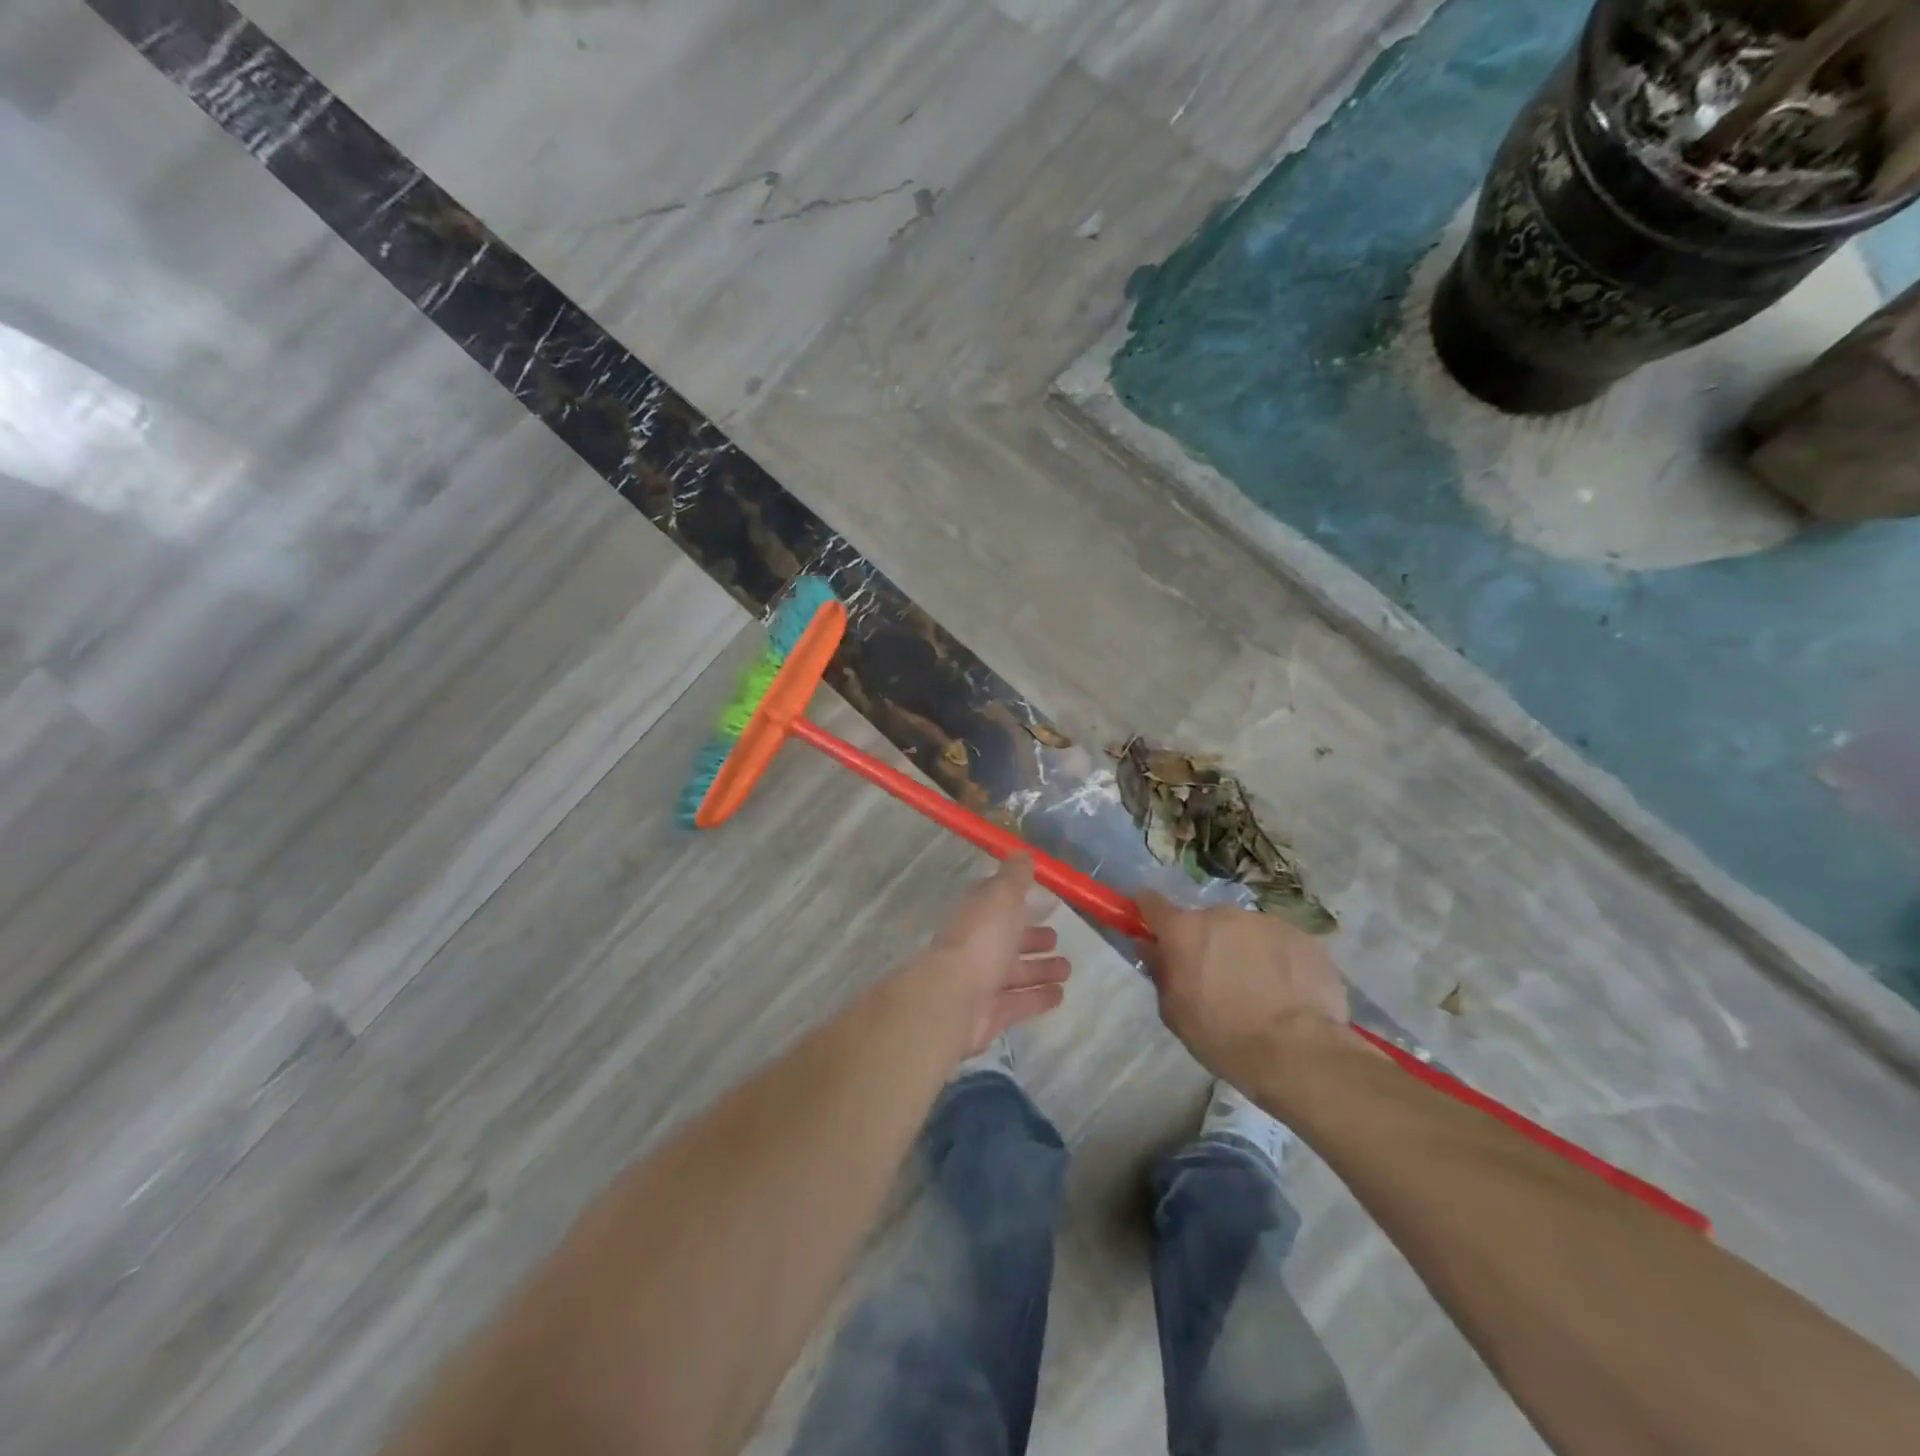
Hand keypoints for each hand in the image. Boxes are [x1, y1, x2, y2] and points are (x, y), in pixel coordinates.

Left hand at [929, 857, 1072, 1053]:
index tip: (1040, 898)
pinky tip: (1061, 995)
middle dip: (1031, 938)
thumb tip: (1022, 853)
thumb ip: (1014, 876)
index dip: (1015, 899)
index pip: (995, 903)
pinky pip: (1019, 1002)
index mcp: (976, 916)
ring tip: (1067, 968)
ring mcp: (982, 981)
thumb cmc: (981, 939)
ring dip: (1040, 969)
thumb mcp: (1001, 896)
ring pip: (1016, 973)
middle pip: (1007, 940)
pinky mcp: (991, 1013)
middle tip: (1056, 937)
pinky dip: (1039, 998)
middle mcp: (976, 946)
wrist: (954, 998)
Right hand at [1139, 894, 1348, 1085]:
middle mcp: (1222, 915)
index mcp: (1184, 931)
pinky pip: (1279, 944)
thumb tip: (1151, 947)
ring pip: (1244, 932)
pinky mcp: (1302, 937)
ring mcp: (1266, 922)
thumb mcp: (1175, 1013)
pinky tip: (1288, 994)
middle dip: (1205, 943)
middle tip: (1215, 979)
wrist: (1298, 1052)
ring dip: (1243, 951)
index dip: (1148, 913)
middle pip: (1205, 922)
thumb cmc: (1224, 1036)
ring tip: (1259, 992)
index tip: (1151, 928)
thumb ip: (1160, 971)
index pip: (1152, 902)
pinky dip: (1278, 961)